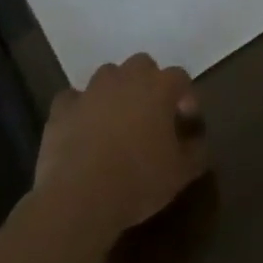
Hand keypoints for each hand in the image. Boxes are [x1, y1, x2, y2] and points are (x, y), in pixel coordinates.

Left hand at [34, 54, 208, 241]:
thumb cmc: (138, 180)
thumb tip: (199, 142)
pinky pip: (73, 98)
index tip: (185, 121)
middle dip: (148, 83)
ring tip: (115, 120)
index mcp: (159, 87)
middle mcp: (126, 78)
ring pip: (107, 75)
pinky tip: (82, 128)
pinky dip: (80, 108)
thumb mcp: (180, 173)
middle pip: (142, 65)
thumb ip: (196, 152)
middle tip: (149, 114)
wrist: (79, 196)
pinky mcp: (63, 108)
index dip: (185, 96)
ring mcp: (91, 89)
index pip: (180, 77)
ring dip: (115, 91)